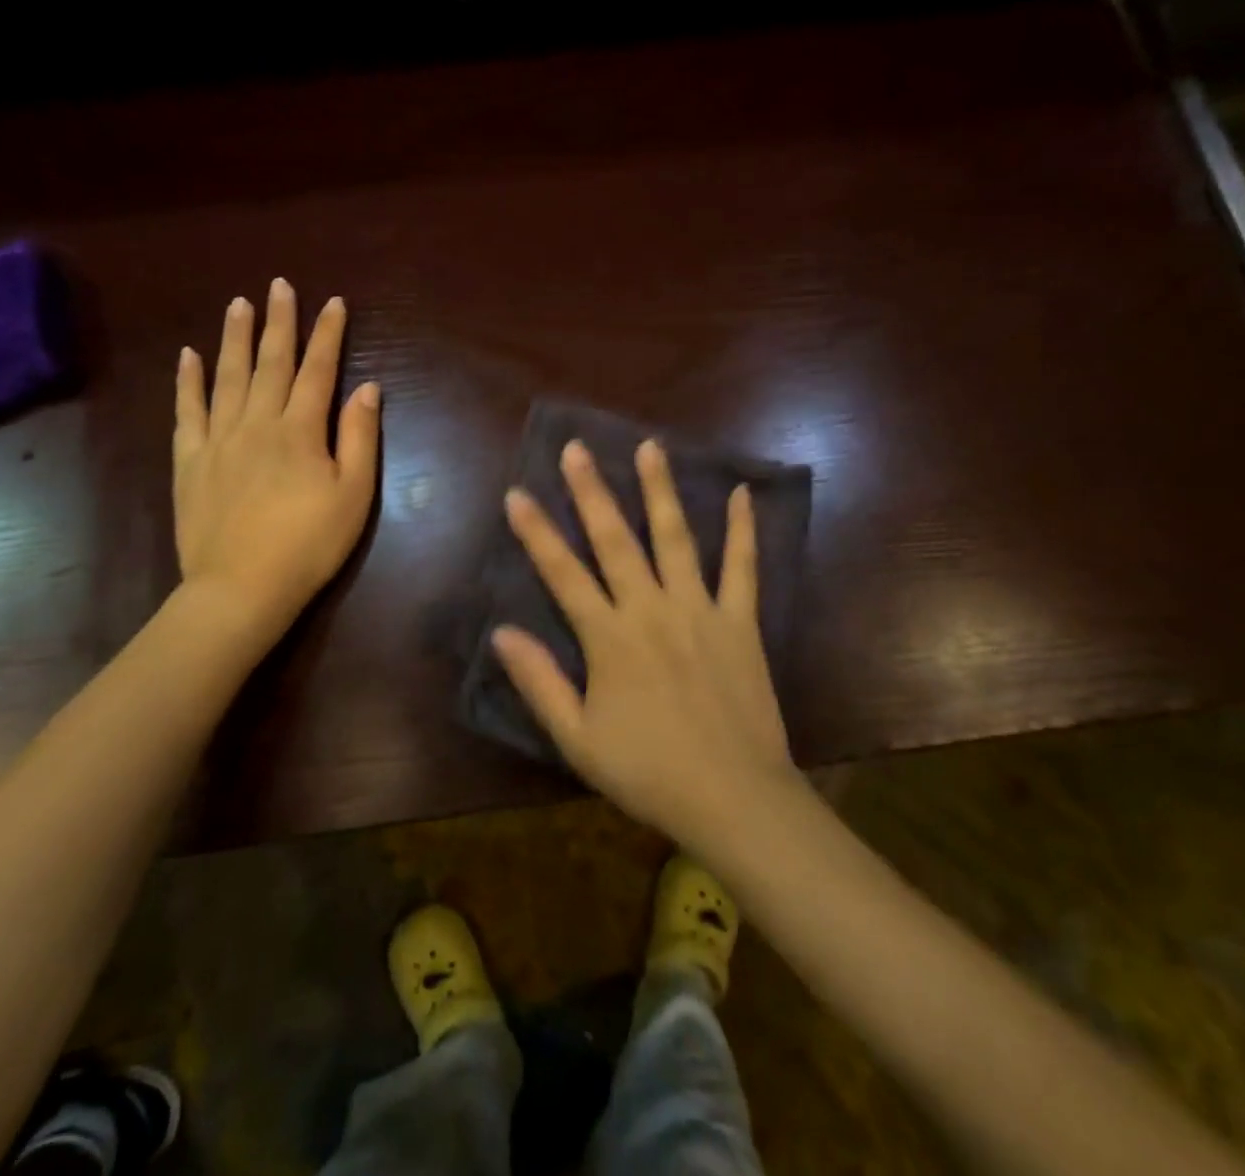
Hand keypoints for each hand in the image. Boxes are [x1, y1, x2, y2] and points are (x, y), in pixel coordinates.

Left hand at [172, 278, 379, 659]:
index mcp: (300, 430)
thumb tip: (367, 387)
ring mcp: (218, 439)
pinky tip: (189, 356)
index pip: (318, 370)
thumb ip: (359, 437)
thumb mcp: (353, 495)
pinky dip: (188, 381)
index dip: (328, 334)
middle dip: (279, 322)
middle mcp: (257, 422)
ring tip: (239, 303)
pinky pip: (187, 411)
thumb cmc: (308, 544)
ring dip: (235, 337)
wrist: (241, 588)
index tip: (334, 303)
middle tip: (280, 285)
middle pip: (271, 363)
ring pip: (227, 376)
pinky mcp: (190, 461)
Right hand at [490, 439, 797, 849]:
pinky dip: (742, 530)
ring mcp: (700, 609)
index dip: (536, 532)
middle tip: (578, 448)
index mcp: (609, 638)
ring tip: (651, 447)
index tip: (517, 493)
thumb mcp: (578, 738)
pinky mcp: (740, 622)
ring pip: (676, 538)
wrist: (734, 798)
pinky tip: (741, 492)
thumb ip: (539, 682)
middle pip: (615, 540)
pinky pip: (742, 567)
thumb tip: (502, 632)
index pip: (562, 573)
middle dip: (592, 491)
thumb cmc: (648, 772)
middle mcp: (651, 609)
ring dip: (660, 490)